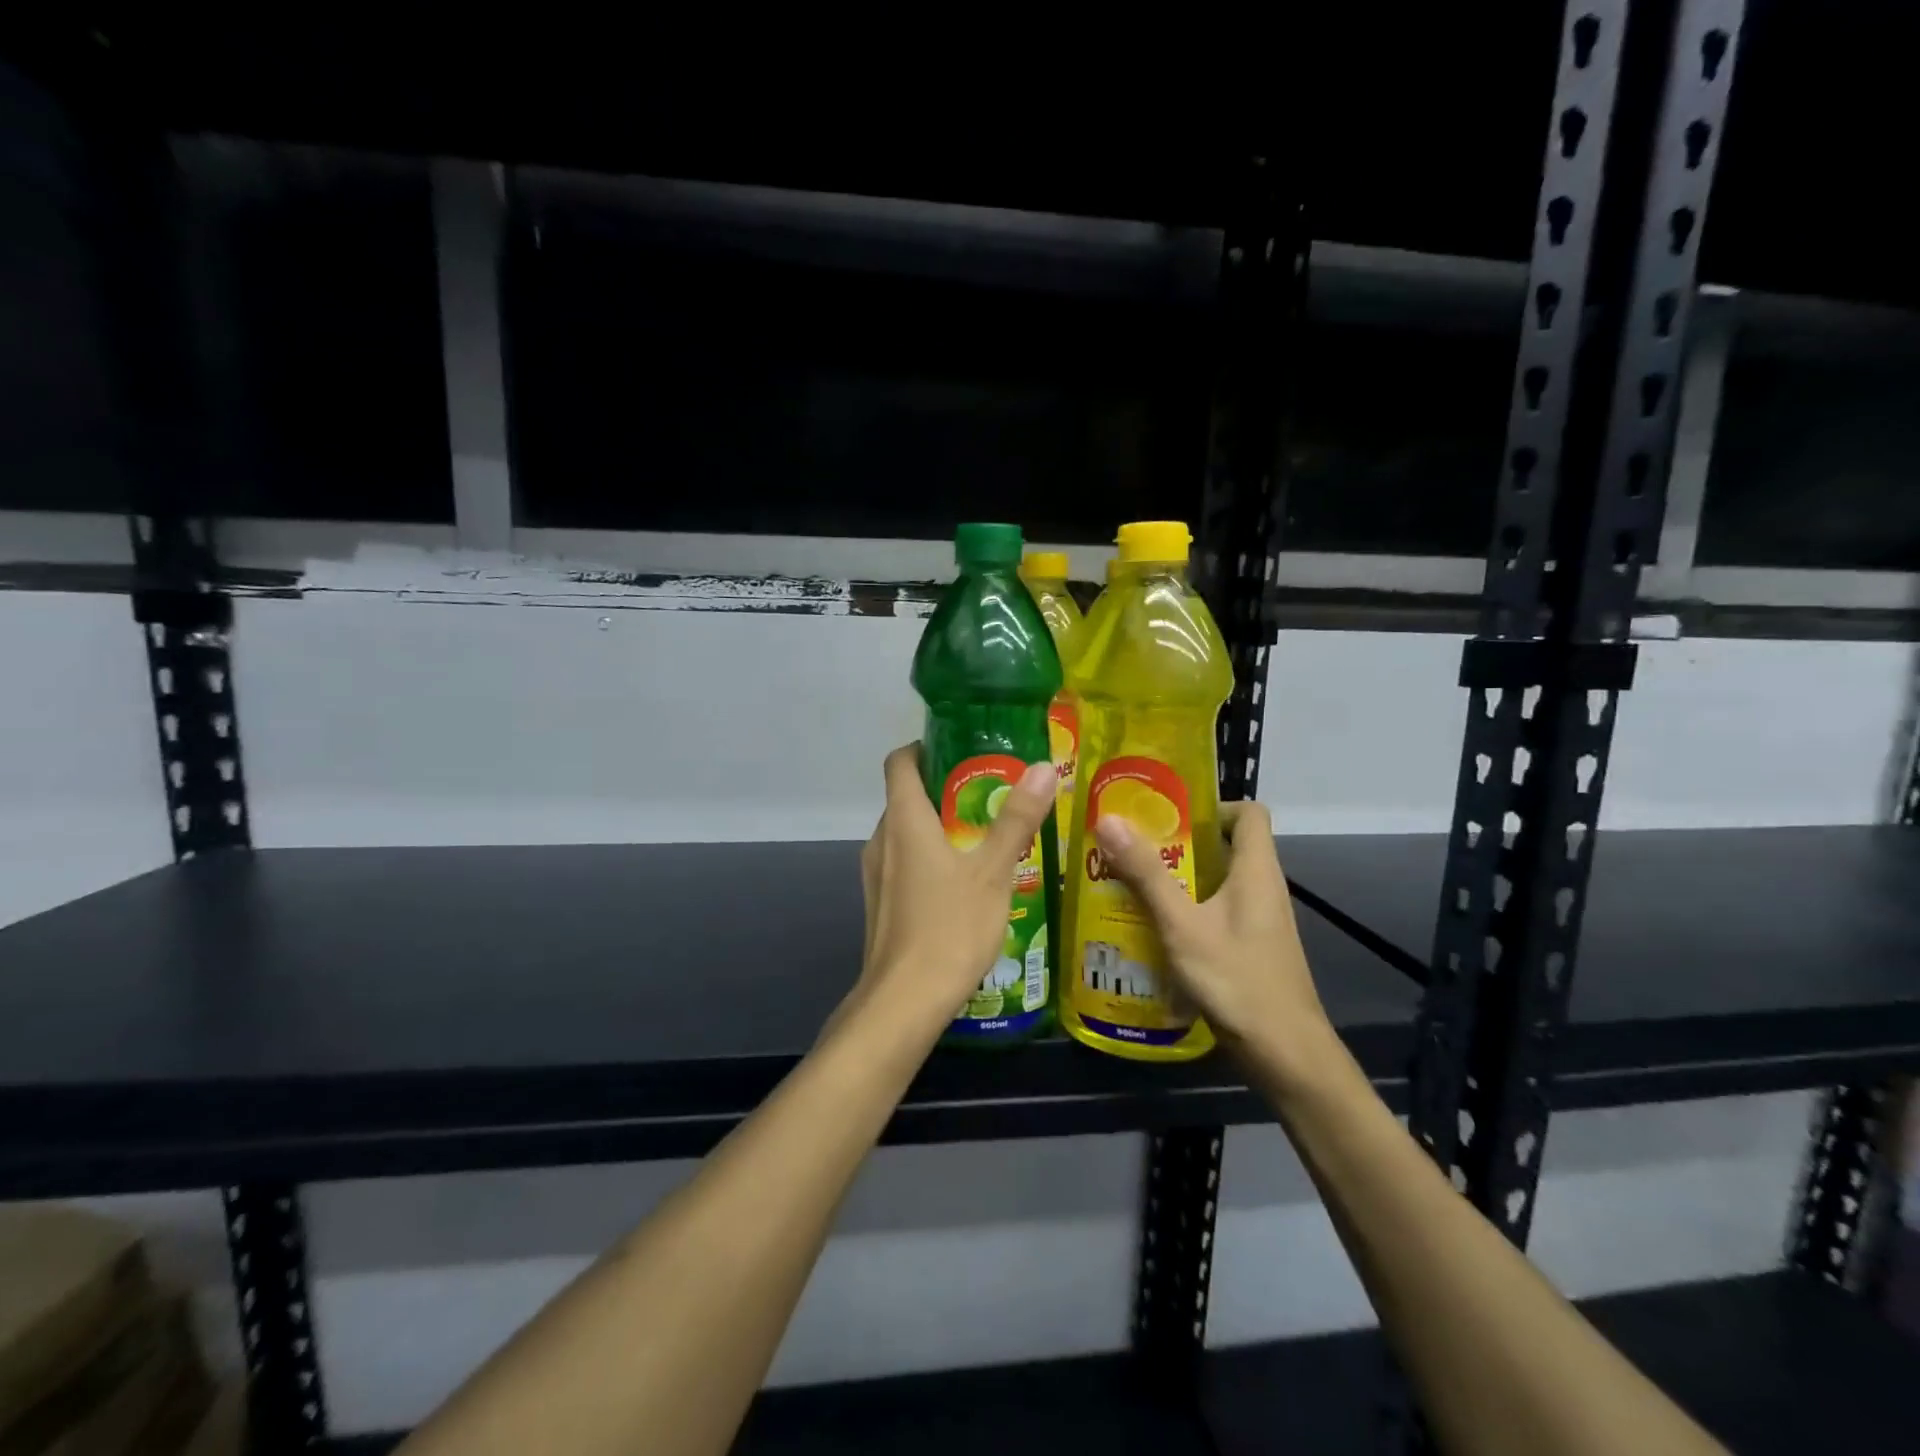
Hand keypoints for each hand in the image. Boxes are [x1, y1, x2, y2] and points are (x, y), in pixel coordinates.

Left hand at [845, 743, 1056, 1035]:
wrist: (904, 1002)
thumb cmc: (950, 927)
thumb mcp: (994, 870)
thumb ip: (1017, 818)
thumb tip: (1044, 767)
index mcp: (903, 819)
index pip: (900, 760)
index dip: (926, 746)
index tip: (963, 749)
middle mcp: (881, 839)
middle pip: (906, 796)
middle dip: (946, 789)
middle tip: (992, 794)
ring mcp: (875, 874)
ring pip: (906, 833)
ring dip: (940, 827)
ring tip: (985, 838)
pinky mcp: (879, 903)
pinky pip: (903, 864)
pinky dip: (929, 859)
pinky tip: (964, 883)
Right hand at [1092, 801, 1336, 1083]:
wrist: (1285, 1054)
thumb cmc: (1238, 980)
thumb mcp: (1183, 925)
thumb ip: (1146, 874)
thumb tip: (1109, 819)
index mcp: (1256, 870)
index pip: (1249, 812)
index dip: (1213, 804)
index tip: (1167, 812)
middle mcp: (1261, 887)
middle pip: (1224, 845)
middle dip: (1177, 841)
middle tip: (1130, 843)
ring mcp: (1256, 920)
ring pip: (1215, 881)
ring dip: (1175, 877)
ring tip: (1126, 878)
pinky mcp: (1247, 946)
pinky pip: (1213, 911)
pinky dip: (1183, 909)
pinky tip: (1147, 924)